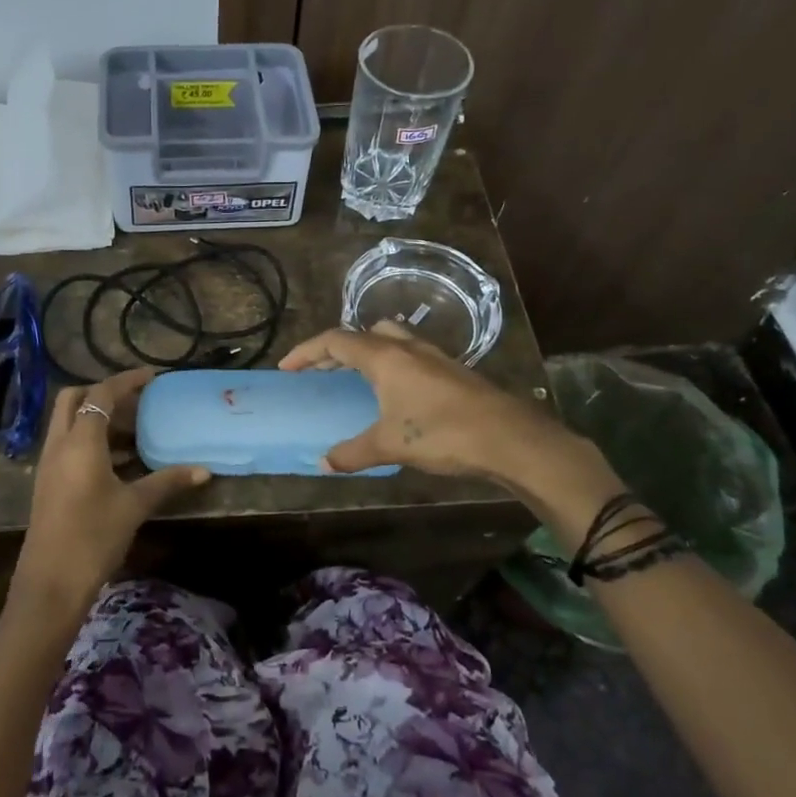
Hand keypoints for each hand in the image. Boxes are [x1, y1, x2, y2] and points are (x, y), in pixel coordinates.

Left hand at [8, 368, 209, 625]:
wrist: (50, 583)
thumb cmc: (93, 537)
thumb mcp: (134, 506)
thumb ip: (167, 482)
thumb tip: (204, 470)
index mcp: (80, 441)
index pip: (101, 395)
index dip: (127, 381)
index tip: (152, 376)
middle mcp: (59, 444)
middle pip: (74, 399)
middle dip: (103, 393)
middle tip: (136, 401)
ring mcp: (50, 464)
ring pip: (69, 423)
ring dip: (97, 418)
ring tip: (135, 429)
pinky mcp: (48, 482)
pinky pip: (68, 445)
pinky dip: (91, 440)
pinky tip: (120, 461)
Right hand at [279, 323, 626, 539]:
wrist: (508, 437)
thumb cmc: (442, 433)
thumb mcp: (390, 445)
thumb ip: (352, 452)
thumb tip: (323, 463)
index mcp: (384, 356)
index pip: (335, 341)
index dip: (306, 351)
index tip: (287, 368)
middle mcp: (406, 347)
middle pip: (362, 333)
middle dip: (336, 348)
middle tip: (320, 371)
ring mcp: (433, 355)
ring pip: (390, 338)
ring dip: (366, 351)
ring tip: (355, 376)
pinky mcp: (451, 369)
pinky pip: (409, 354)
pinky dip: (390, 363)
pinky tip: (395, 391)